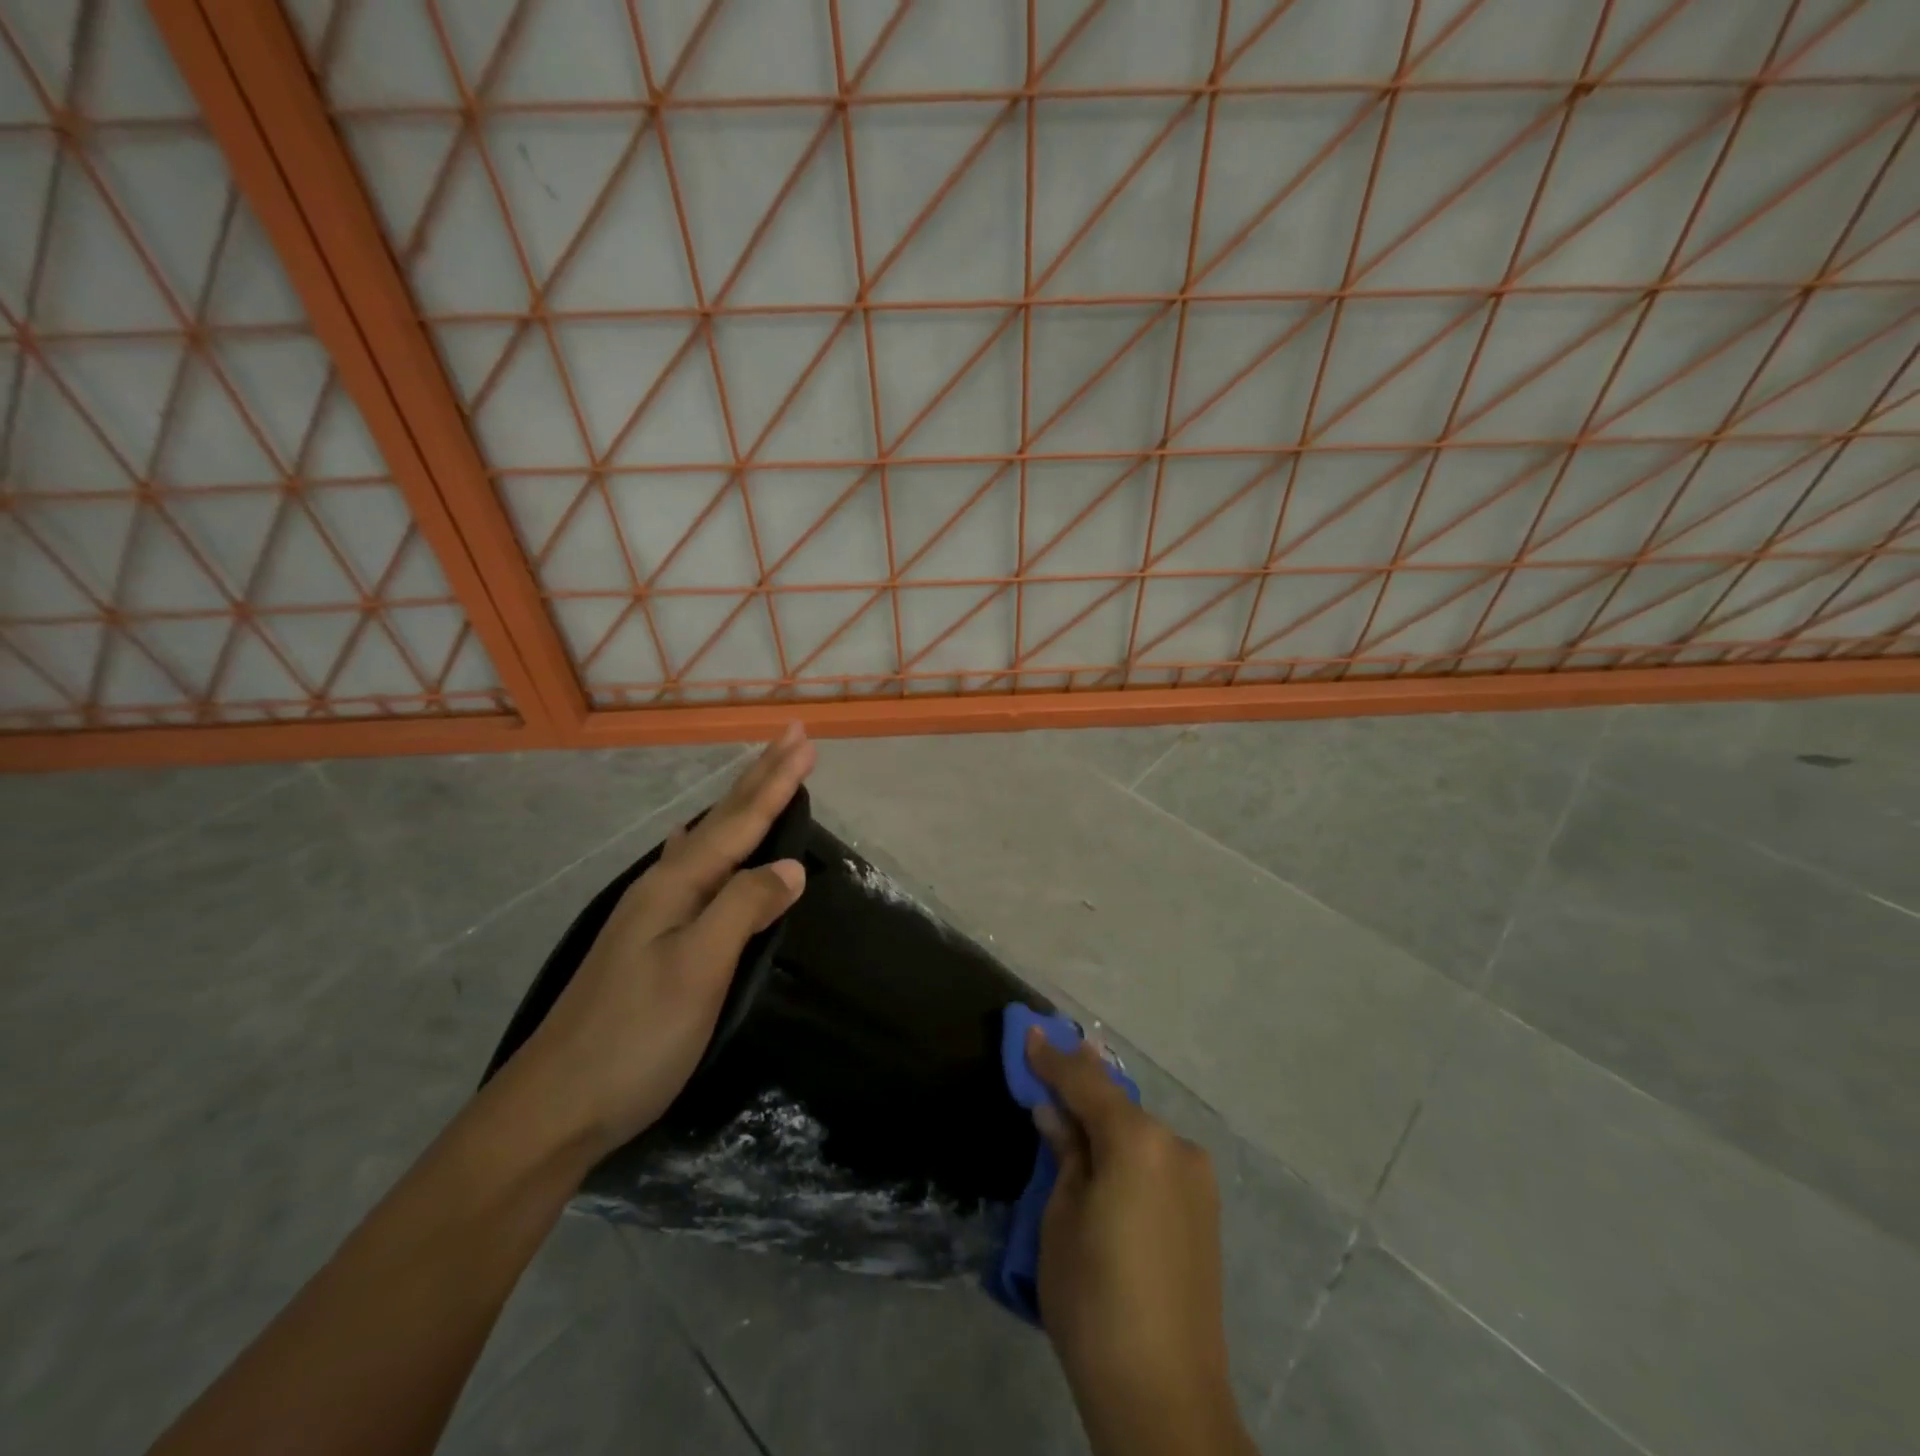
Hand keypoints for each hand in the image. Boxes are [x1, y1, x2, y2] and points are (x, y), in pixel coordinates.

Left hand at [498, 725, 814, 1161]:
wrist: (553, 1108)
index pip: (740, 822)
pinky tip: (688, 841)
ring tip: (757, 776)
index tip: (807, 742)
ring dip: (737, 805)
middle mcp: (661, 888)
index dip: (776, 782)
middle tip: (790, 737)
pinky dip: (705, 842)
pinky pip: (688, 868)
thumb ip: (743, 908)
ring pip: (704, 841)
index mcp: (676, 887)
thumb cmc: (634, 1038)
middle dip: (759, 776)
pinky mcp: (647, 942)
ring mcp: (649, 915)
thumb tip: (790, 866)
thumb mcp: (698, 971)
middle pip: (720, 820)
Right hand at [1029, 1032, 1252, 1455]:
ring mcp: (1197, 1178)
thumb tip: (1054, 1114)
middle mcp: (1175, 1146)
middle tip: (1049, 1061)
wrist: (1165, 1396)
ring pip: (1138, 1131)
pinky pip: (1156, 1159)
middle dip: (1081, 1085)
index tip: (1030, 1031)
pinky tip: (1105, 1155)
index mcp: (1138, 1141)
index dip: (1053, 1057)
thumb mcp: (1060, 1219)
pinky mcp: (1205, 1210)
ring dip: (1105, 1119)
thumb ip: (1063, 1154)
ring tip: (1072, 1109)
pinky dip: (1127, 1148)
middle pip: (1117, 1103)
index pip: (1086, 1083)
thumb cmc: (1094, 1300)